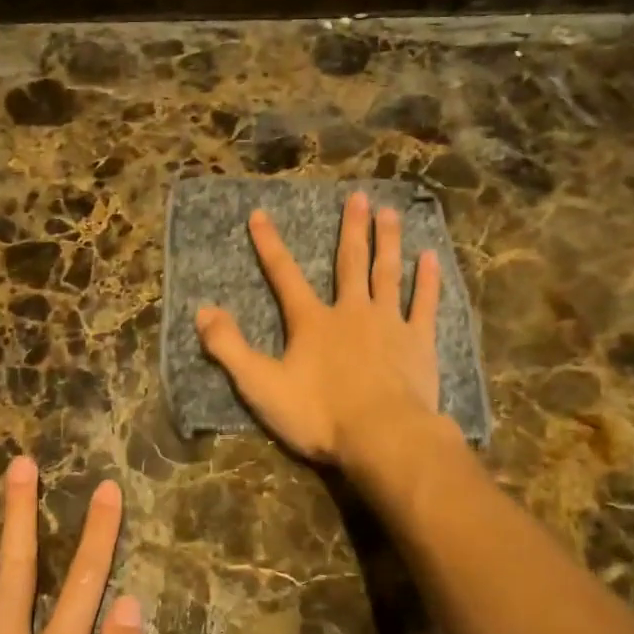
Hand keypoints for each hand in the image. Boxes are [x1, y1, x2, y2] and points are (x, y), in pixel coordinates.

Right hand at [195, 190, 443, 468]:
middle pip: (350, 262)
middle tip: (359, 196)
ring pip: (387, 273)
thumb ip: (229, 347)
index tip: (260, 214)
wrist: (383, 437)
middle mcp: (351, 312)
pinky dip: (427, 280)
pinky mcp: (419, 342)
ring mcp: (389, 324)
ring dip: (388, 241)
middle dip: (351, 228)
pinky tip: (431, 256)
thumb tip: (202, 311)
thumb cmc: (320, 414)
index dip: (269, 244)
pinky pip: (423, 303)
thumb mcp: (261, 385)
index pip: (284, 275)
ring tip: (390, 211)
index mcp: (312, 322)